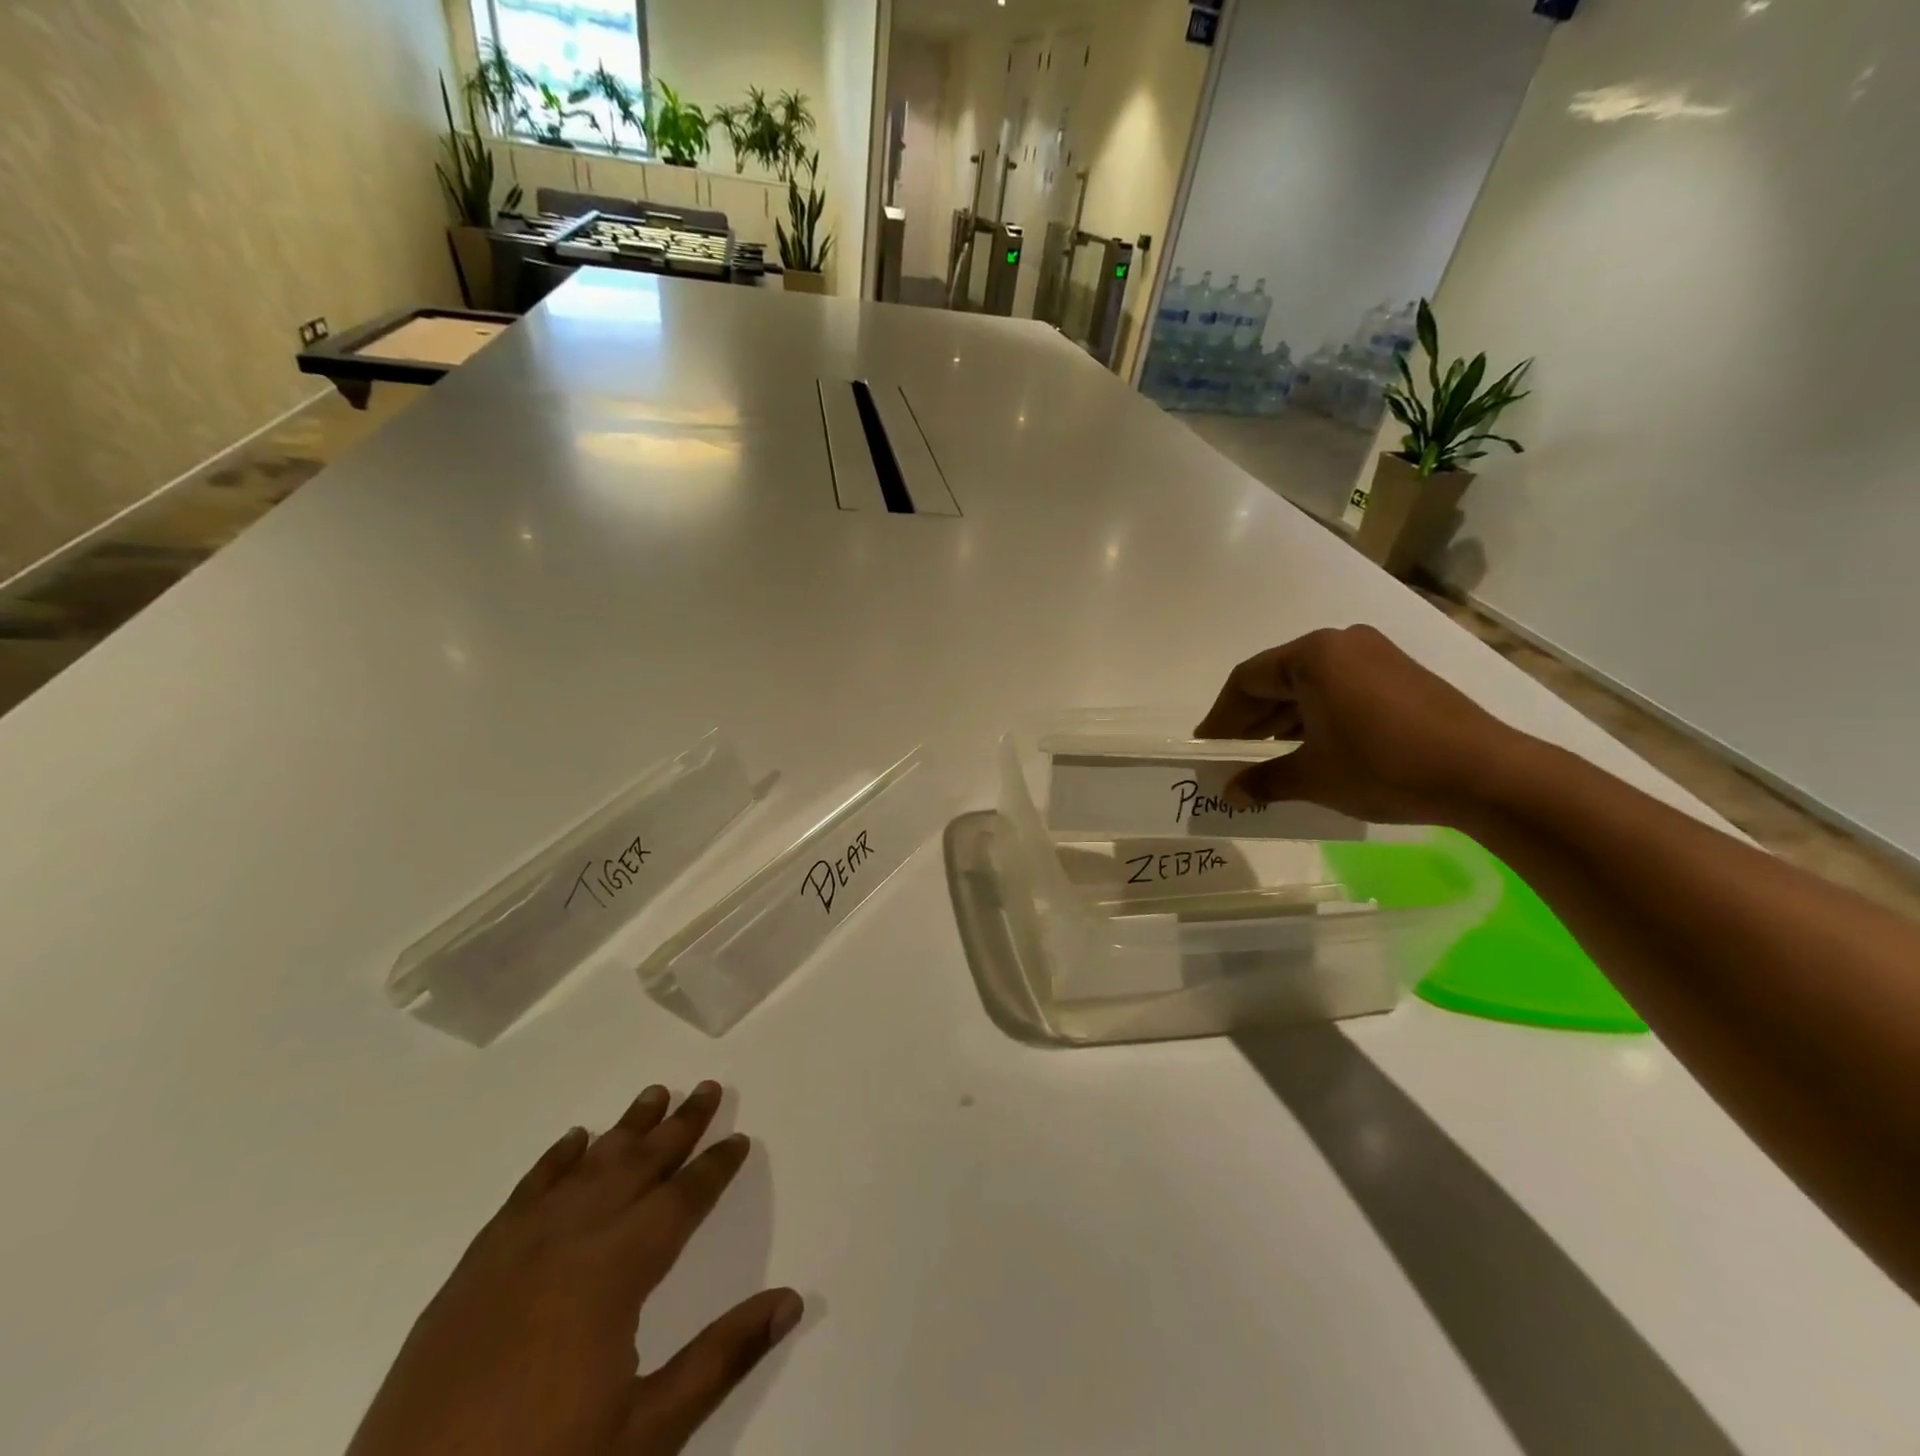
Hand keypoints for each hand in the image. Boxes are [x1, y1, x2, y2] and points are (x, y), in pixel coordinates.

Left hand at [347, 1082, 801, 1455]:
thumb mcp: (646, 1435)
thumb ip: (721, 1358)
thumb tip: (791, 1299)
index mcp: (614, 1274)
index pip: (680, 1202)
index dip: (713, 1169)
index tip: (738, 1138)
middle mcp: (569, 1242)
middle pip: (637, 1167)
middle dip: (678, 1127)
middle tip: (707, 1089)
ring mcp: (514, 1252)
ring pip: (584, 1168)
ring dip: (624, 1130)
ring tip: (654, 1094)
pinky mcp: (471, 1272)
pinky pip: (524, 1194)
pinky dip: (554, 1161)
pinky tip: (572, 1142)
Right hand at [1194, 625, 1520, 824]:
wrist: (1485, 774)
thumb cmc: (1384, 766)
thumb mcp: (1313, 777)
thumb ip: (1263, 781)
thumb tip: (1230, 793)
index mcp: (1313, 656)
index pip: (1247, 680)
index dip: (1220, 717)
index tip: (1206, 748)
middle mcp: (1341, 644)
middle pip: (1277, 679)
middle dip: (1250, 721)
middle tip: (1231, 757)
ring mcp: (1375, 657)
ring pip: (1309, 686)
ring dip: (1282, 722)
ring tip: (1266, 760)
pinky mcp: (1400, 676)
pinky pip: (1339, 691)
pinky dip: (1315, 718)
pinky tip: (1309, 750)